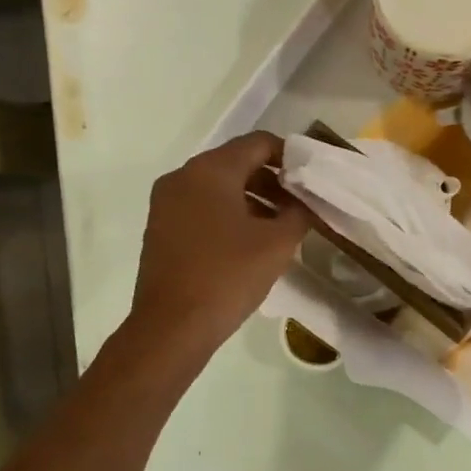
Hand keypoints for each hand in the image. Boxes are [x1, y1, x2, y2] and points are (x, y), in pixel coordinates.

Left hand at [130, 131, 308, 356]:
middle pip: (237, 162)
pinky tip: (248, 241)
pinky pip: (201, 206)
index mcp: (211, 170)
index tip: (311, 180)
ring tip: (280, 226)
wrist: (171, 327)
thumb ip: (299, 212)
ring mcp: (166, 202)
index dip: (290, 156)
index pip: (259, 143)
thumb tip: (304, 201)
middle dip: (272, 180)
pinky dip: (228, 213)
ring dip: (252, 198)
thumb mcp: (278, 243)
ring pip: (218, 186)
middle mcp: (183, 176)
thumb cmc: (228, 276)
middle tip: (300, 205)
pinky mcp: (160, 227)